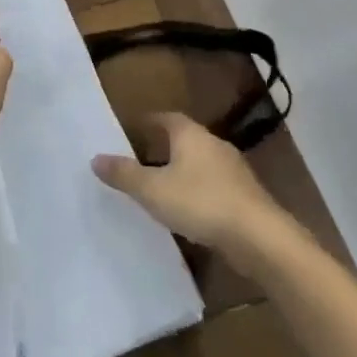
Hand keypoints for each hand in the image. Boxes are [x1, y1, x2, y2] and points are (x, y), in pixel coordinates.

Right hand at [92, 111, 286, 261]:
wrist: (260, 237)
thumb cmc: (201, 203)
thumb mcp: (153, 190)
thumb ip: (124, 175)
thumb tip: (96, 158)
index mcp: (191, 135)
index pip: (166, 118)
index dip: (149, 122)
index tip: (132, 128)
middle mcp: (214, 144)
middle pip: (185, 139)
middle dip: (164, 147)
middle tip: (142, 158)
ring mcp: (234, 170)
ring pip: (201, 163)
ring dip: (183, 171)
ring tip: (162, 187)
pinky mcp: (246, 196)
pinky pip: (215, 186)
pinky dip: (199, 191)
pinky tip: (190, 210)